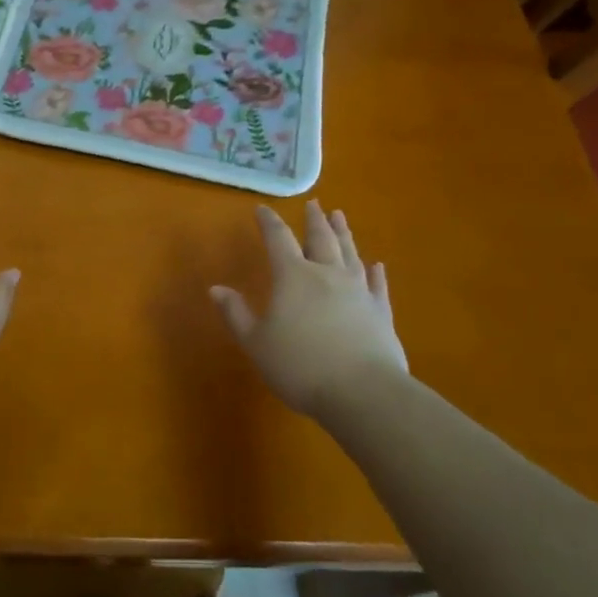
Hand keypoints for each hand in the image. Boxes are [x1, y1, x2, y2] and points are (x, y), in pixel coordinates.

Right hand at [210, 201, 409, 418]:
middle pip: (321, 239)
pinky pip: (377, 285)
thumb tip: (216, 288)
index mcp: (293, 277)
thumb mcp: (256, 342)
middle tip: (314, 203)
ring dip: (344, 234)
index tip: (262, 209)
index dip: (269, 222)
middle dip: (314, 220)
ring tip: (340, 217)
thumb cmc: (300, 366)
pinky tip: (377, 265)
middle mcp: (327, 275)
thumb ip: (236, 314)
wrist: (363, 392)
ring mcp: (358, 291)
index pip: (278, 240)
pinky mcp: (381, 312)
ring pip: (350, 254)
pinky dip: (376, 272)